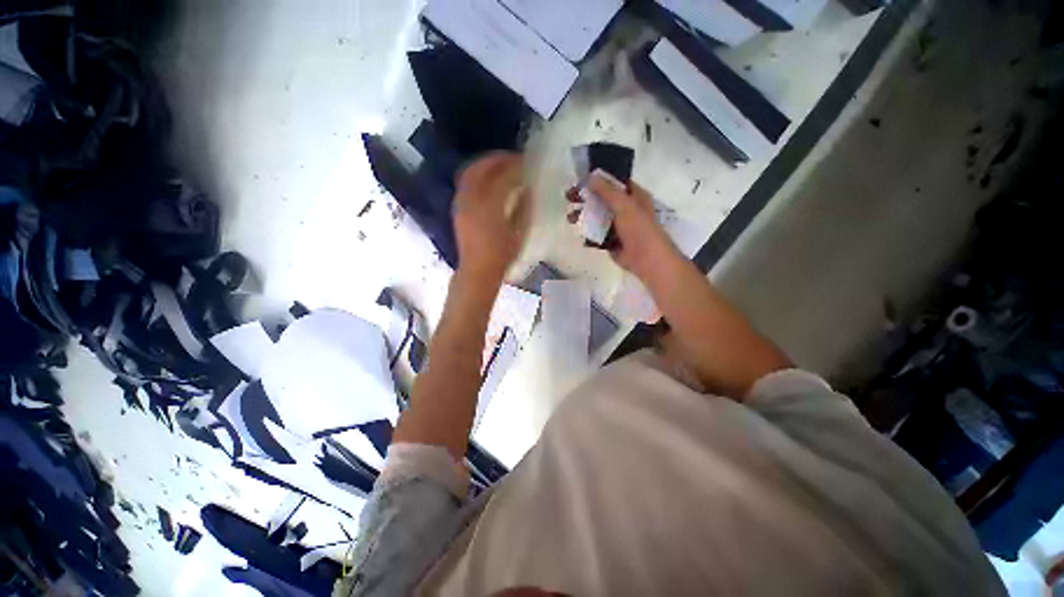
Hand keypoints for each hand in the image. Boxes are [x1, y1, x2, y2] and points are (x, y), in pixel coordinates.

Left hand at [453, 152, 530, 283]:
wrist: (478, 269)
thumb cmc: (502, 254)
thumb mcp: (519, 231)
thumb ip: (522, 207)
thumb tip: (525, 189)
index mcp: (490, 204)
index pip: (502, 175)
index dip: (514, 166)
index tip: (525, 162)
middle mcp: (472, 198)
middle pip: (481, 167)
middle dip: (496, 159)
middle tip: (511, 158)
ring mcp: (461, 202)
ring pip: (469, 172)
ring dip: (484, 165)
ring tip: (499, 166)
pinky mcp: (457, 208)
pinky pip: (465, 183)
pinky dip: (476, 175)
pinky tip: (487, 181)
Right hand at [568, 170, 679, 281]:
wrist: (645, 259)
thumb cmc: (638, 228)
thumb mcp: (624, 204)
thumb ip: (607, 191)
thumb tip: (590, 177)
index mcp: (634, 196)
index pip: (614, 183)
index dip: (598, 180)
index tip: (581, 180)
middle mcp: (626, 209)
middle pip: (602, 199)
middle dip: (585, 198)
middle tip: (569, 196)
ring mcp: (618, 226)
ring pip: (597, 217)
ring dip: (583, 216)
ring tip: (570, 218)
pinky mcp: (611, 241)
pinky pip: (597, 234)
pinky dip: (588, 233)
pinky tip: (580, 233)